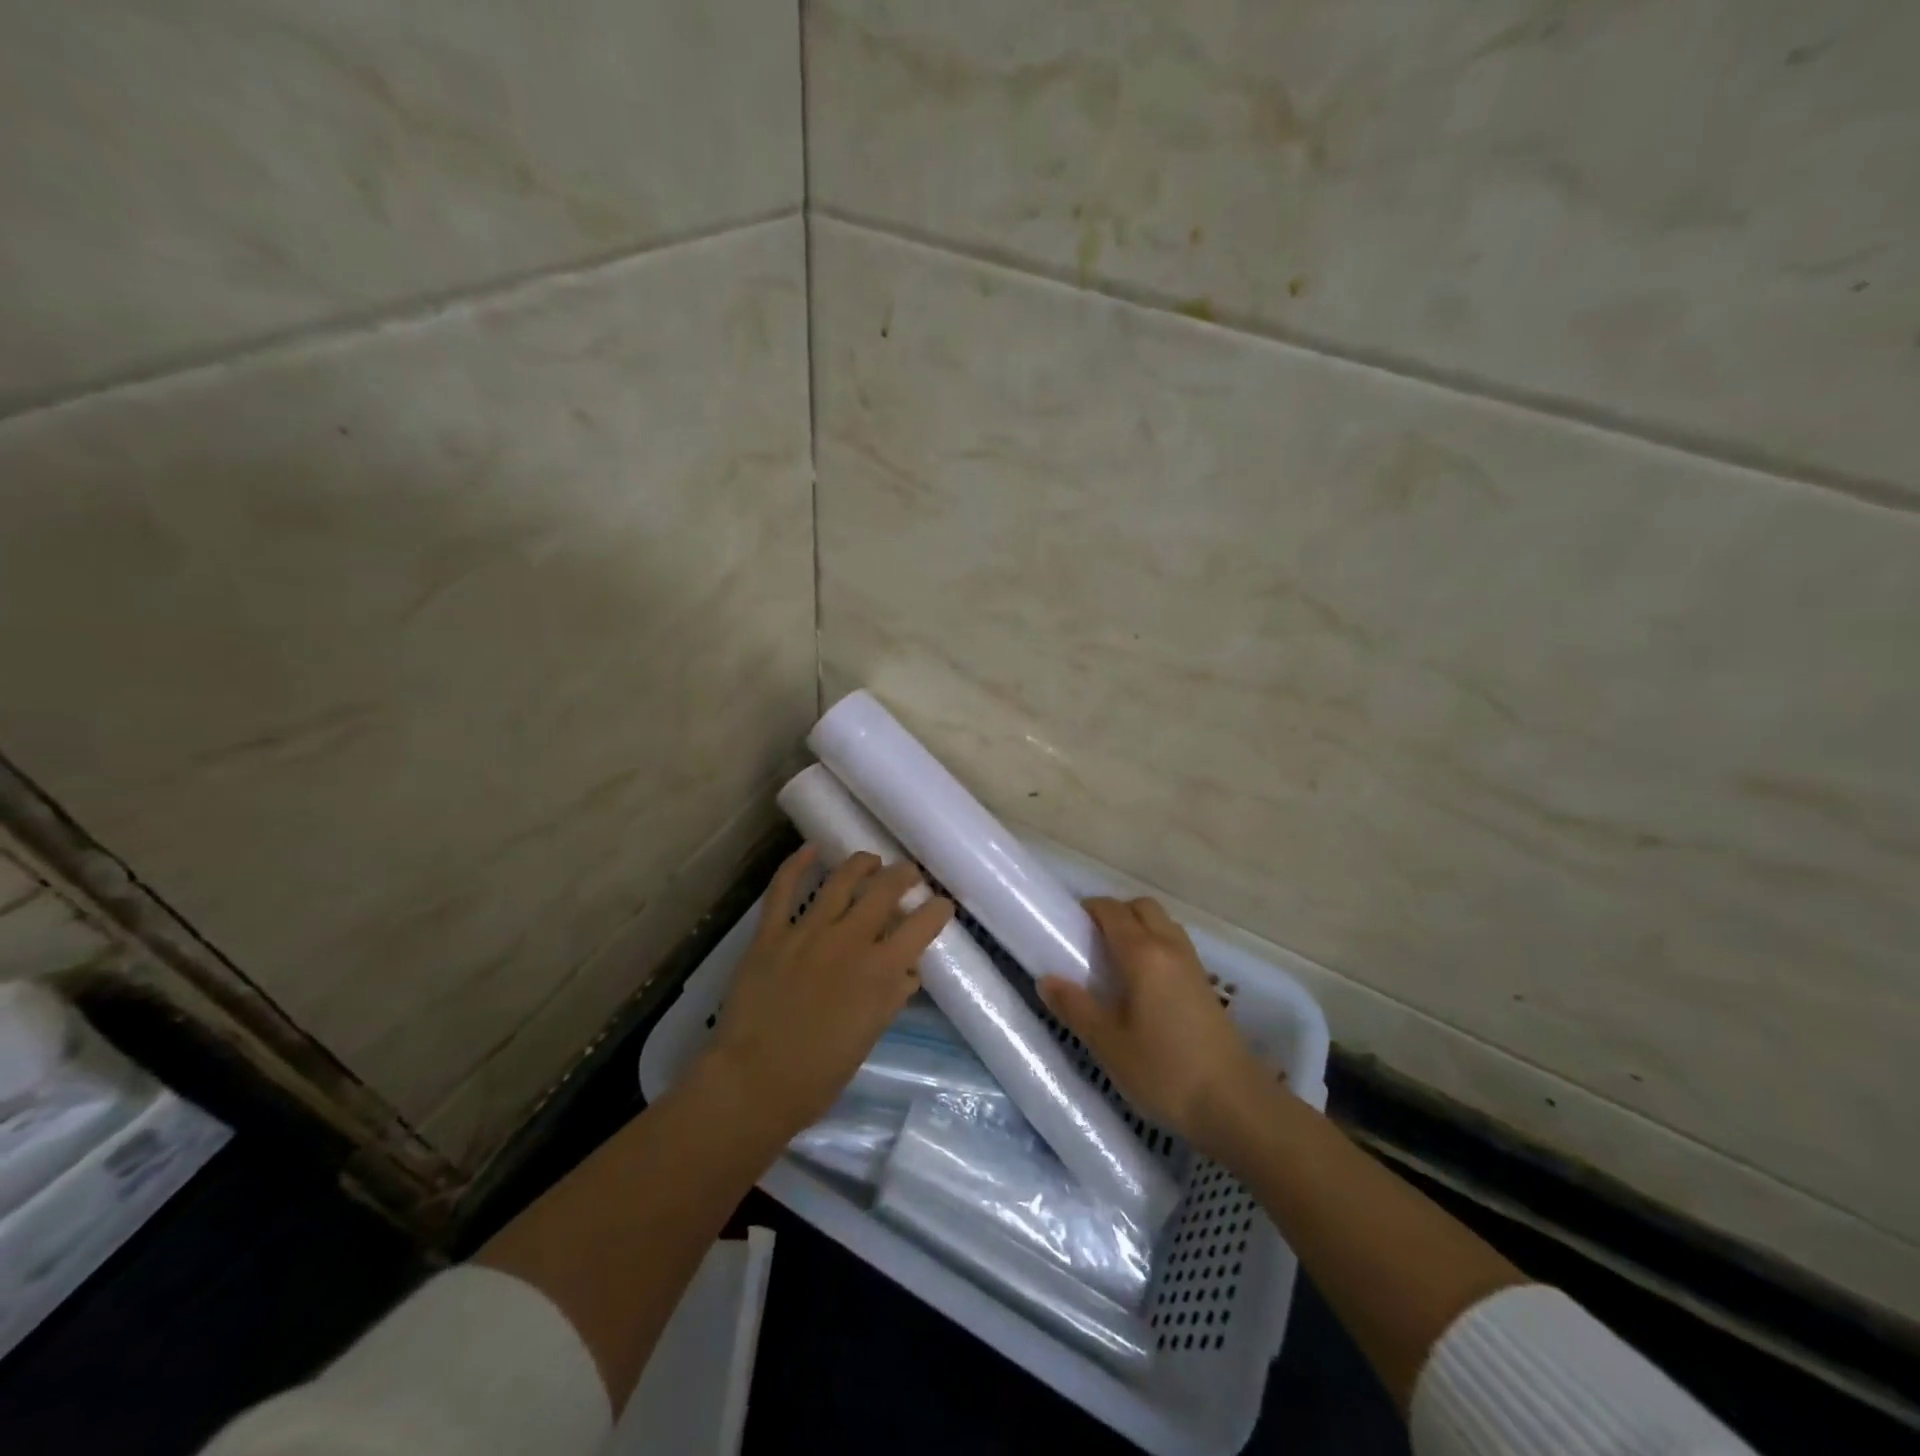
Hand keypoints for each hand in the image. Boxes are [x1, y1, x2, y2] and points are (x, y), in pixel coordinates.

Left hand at [703, 846, 953, 1136]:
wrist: (753, 1083)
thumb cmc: (818, 1074)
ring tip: (872, 860)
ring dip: (862, 864)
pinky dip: (796, 864)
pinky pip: (784, 889)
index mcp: (879, 970)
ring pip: (841, 880)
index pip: (921, 925)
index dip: (937, 910)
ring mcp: (808, 932)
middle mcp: (849, 940)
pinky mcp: (771, 934)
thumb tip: (907, 970)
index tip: (942, 905)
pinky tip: (810, 849)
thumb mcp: (868, 1037)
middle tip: (910, 874)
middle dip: (904, 876)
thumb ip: (890, 997)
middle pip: (885, 890)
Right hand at [1039, 897, 1268, 1157]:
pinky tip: (1144, 985)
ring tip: (1116, 962)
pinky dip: (1156, 947)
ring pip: (1163, 924)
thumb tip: (1046, 980)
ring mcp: (1193, 966)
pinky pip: (1176, 946)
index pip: (1112, 911)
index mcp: (1143, 953)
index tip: (1068, 923)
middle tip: (1091, 941)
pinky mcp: (1207, 987)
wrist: (1235, 1105)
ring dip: (1139, 928)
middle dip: (1116, 912)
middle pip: (1142, 907)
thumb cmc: (1164, 1071)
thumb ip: (1075, 1007)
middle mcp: (1170, 948)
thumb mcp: (1108, 1043)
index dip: (1089, 909)